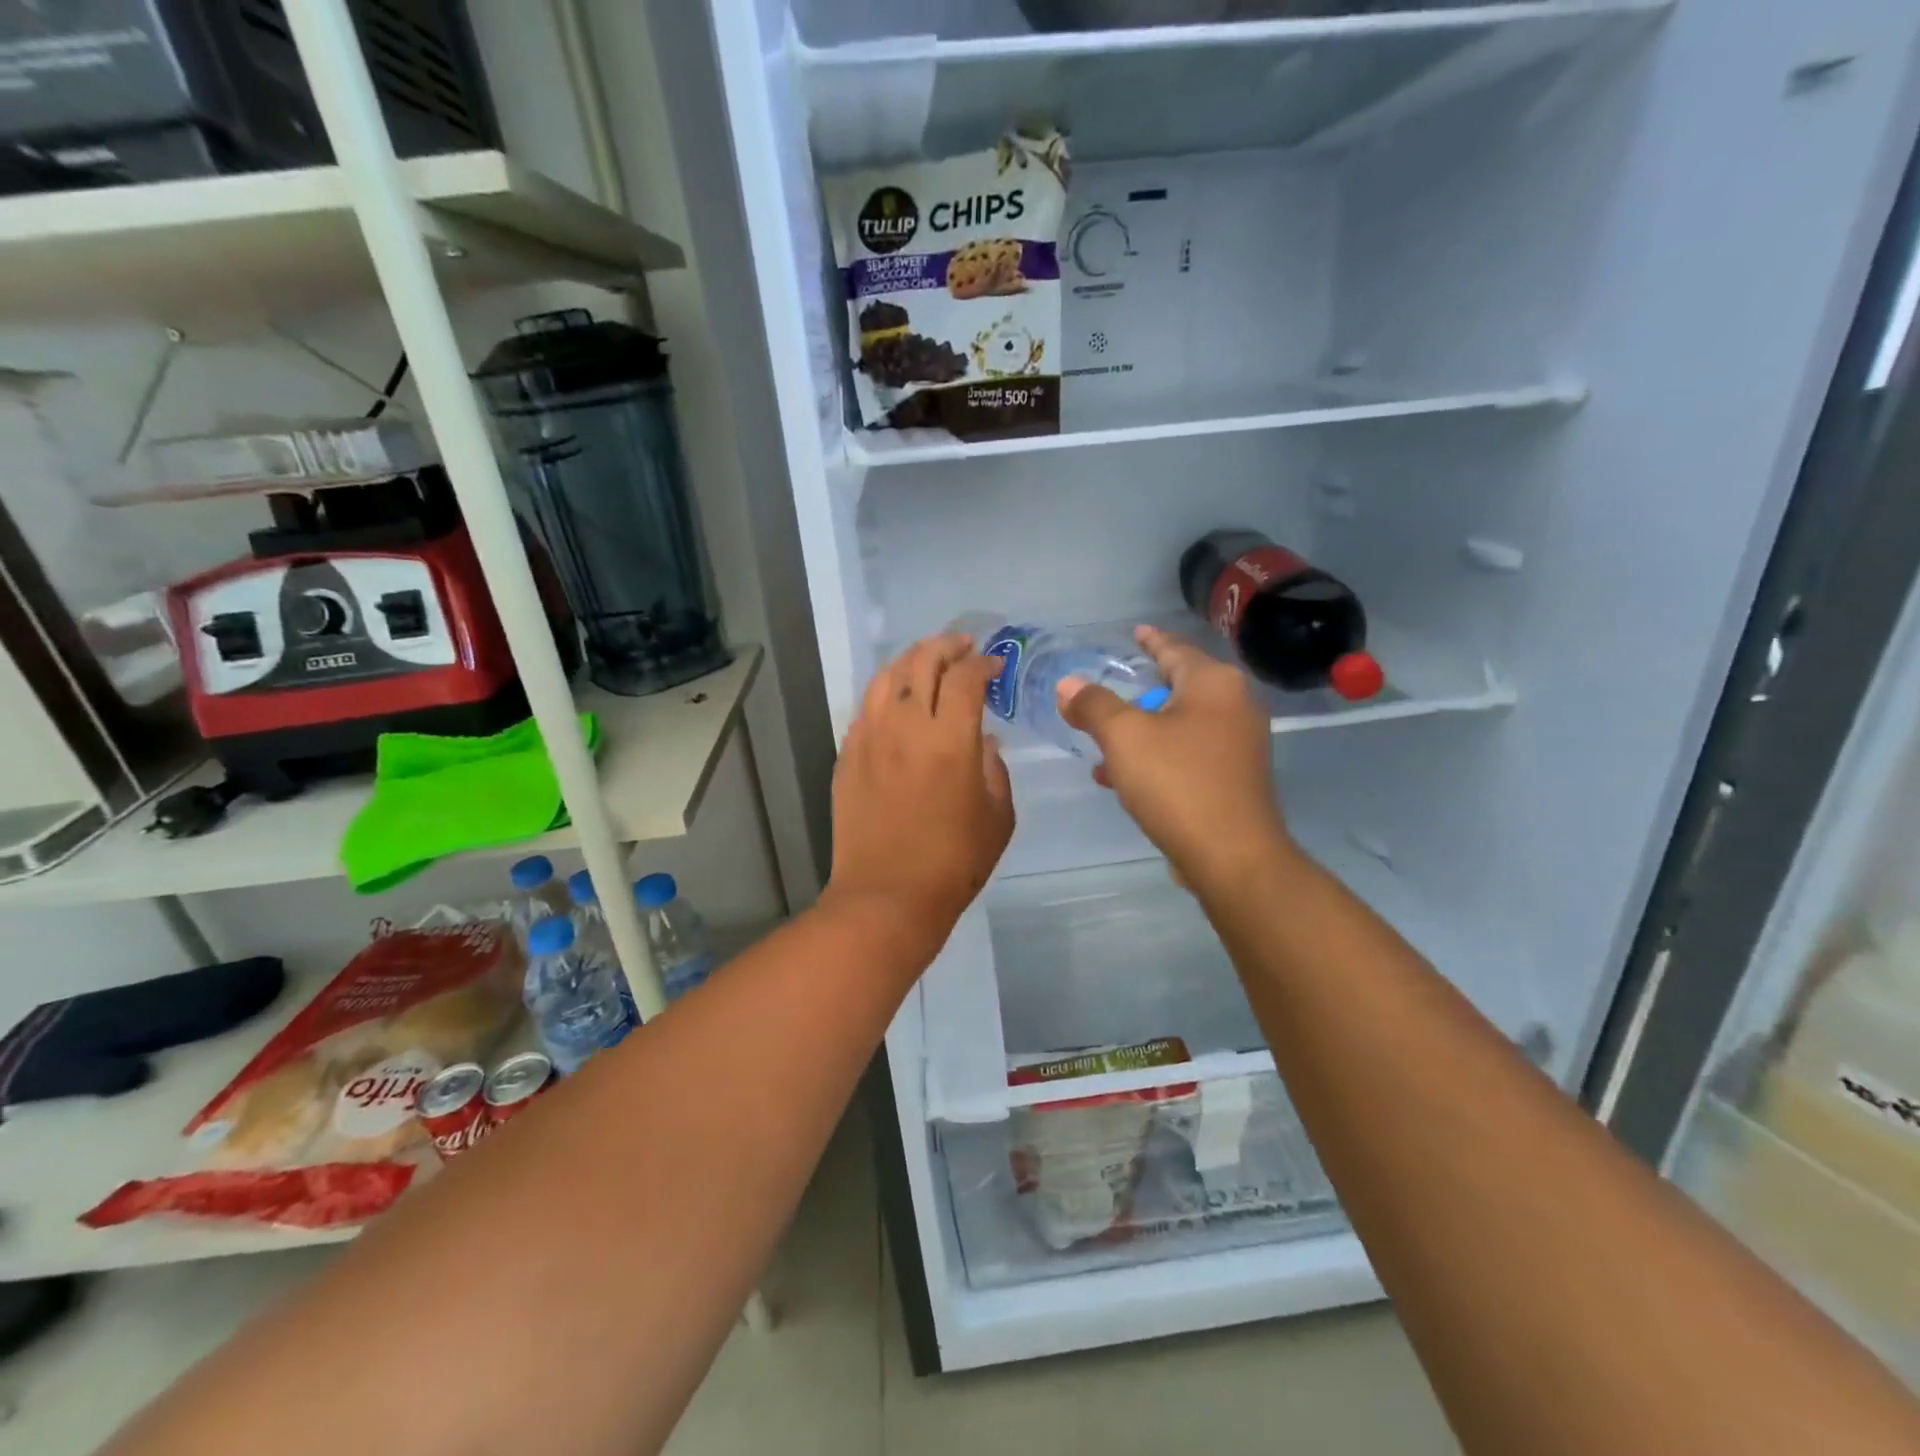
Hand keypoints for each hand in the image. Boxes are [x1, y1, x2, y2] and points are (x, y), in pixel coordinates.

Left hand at [824, 633, 1014, 951]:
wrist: (886, 897)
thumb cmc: (953, 862)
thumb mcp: (997, 816)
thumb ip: (993, 766)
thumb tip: (981, 737)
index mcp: (950, 739)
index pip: (966, 677)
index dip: (984, 664)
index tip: (995, 667)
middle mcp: (906, 726)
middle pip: (922, 662)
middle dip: (946, 646)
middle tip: (963, 647)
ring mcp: (870, 738)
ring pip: (887, 677)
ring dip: (911, 660)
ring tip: (927, 663)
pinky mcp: (847, 756)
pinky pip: (867, 708)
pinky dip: (887, 693)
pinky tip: (897, 702)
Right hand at [1058, 626, 1290, 891]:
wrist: (1232, 855)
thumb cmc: (1177, 782)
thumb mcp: (1123, 737)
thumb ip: (1093, 705)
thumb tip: (1069, 684)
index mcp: (1213, 683)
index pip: (1174, 648)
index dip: (1150, 640)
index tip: (1135, 633)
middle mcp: (1235, 706)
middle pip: (1178, 687)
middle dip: (1138, 693)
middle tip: (1107, 692)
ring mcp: (1239, 745)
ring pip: (1179, 725)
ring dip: (1141, 731)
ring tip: (1102, 742)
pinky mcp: (1234, 778)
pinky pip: (1187, 754)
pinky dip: (1157, 756)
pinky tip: (1122, 777)